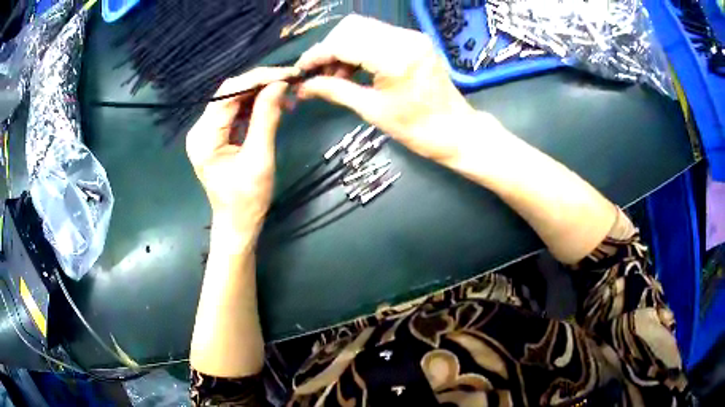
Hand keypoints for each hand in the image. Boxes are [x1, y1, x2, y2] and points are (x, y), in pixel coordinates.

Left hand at [186, 67, 297, 243]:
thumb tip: (279, 84)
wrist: (237, 224)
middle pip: (229, 93)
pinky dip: (254, 105)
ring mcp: (207, 132)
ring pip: (233, 100)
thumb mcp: (259, 158)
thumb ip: (266, 118)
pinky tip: (272, 105)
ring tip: (285, 94)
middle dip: (260, 83)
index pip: (229, 94)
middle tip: (289, 81)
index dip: (258, 79)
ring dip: (259, 93)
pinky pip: (235, 112)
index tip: (287, 74)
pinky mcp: (215, 136)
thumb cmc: (247, 199)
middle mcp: (201, 129)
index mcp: (205, 136)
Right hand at [296, 15, 476, 162]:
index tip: (300, 70)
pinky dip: (359, 49)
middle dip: (329, 49)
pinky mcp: (414, 41)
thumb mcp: (372, 110)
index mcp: (394, 58)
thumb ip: (335, 91)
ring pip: (363, 28)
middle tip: (320, 75)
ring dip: (343, 48)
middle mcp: (404, 38)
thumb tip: (304, 87)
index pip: (343, 43)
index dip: (317, 55)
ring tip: (336, 77)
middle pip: (351, 27)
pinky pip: (377, 36)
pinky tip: (353, 70)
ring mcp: (412, 37)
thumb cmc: (417, 129)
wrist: (456, 131)